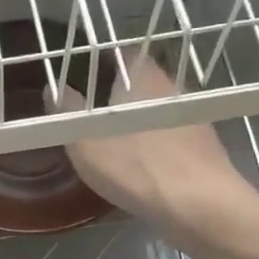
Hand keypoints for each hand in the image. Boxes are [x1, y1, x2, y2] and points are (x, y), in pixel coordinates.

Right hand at [56, 54, 258, 245]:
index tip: (87, 78)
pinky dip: (159, 145)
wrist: (201, 205)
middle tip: (97, 115)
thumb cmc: (137, 168)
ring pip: (160, 111)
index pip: (125, 54)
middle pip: (144, 83)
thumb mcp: (86, 143)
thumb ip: (67, 112)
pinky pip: (174, 137)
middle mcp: (172, 89)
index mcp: (143, 77)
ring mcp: (193, 118)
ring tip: (119, 144)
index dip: (105, 62)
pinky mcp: (206, 147)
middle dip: (122, 96)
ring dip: (142, 122)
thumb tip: (52, 88)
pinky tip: (146, 166)